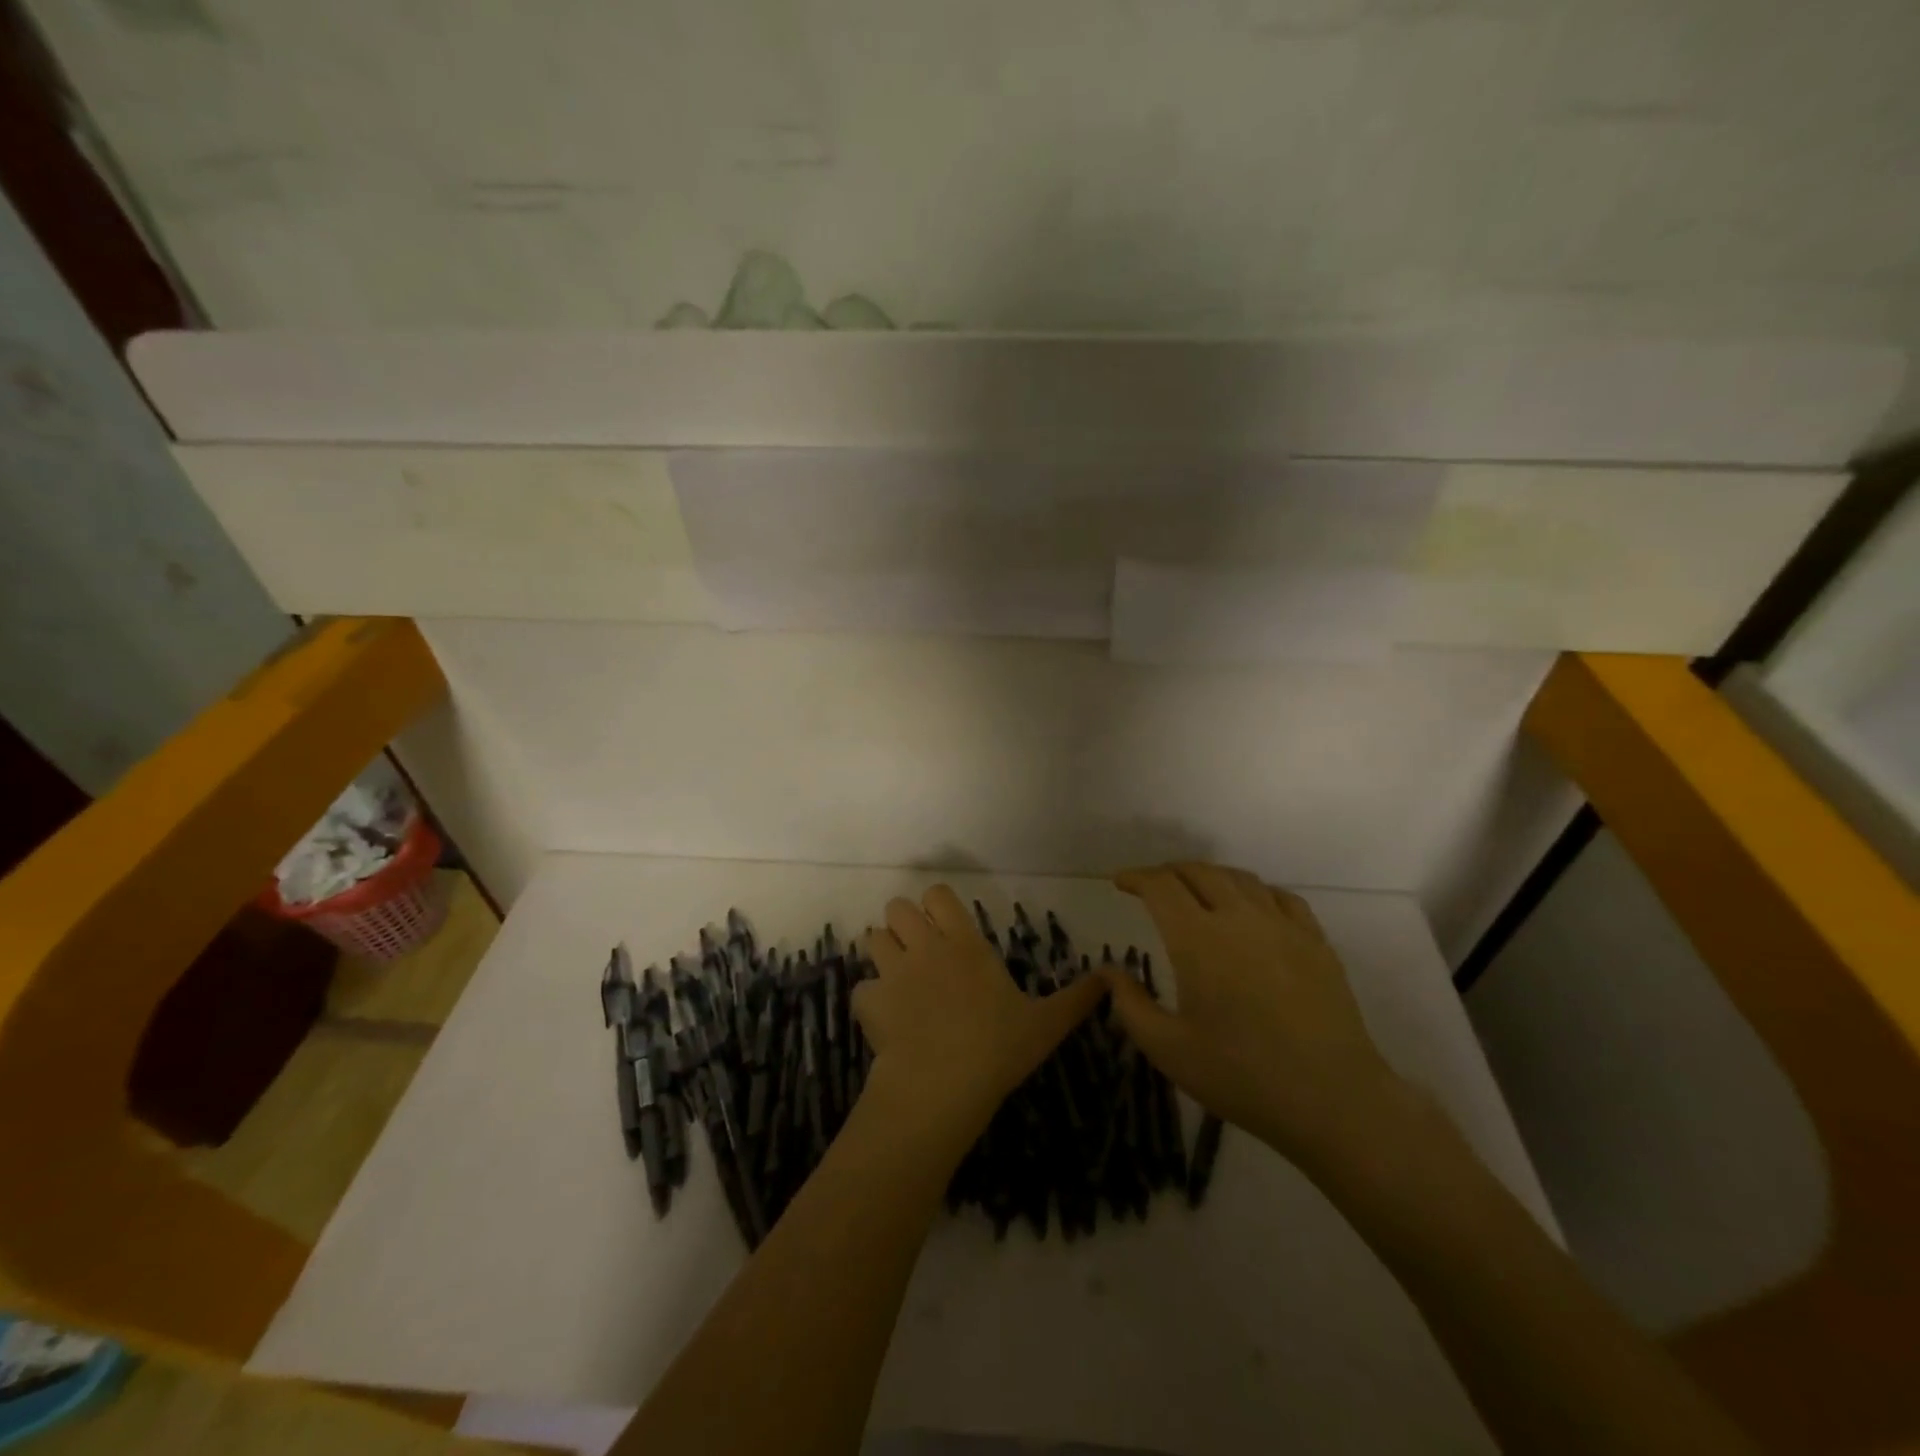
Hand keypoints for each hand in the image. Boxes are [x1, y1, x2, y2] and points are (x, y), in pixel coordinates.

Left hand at [857, 885, 1107, 1143]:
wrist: (942, 1086)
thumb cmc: (997, 1049)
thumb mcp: (1046, 1024)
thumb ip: (1077, 999)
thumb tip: (1112, 978)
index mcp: (964, 944)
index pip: (937, 895)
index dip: (937, 905)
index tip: (946, 926)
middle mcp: (925, 948)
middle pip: (897, 908)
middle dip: (904, 923)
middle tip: (919, 951)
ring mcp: (893, 972)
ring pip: (873, 939)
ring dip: (884, 953)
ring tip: (899, 978)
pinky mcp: (870, 1001)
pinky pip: (861, 988)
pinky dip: (870, 998)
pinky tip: (885, 1018)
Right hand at [1100, 862, 1409, 1171]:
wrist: (1332, 1102)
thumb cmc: (1241, 1076)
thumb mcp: (1168, 1049)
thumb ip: (1130, 1004)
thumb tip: (1109, 971)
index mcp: (1198, 940)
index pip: (1160, 886)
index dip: (1136, 877)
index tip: (1121, 883)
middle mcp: (1239, 918)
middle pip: (1199, 872)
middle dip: (1168, 872)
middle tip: (1152, 887)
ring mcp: (1283, 926)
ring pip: (1240, 878)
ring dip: (1209, 876)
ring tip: (1197, 891)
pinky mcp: (1315, 942)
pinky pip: (1281, 897)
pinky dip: (1255, 891)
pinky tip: (1251, 908)